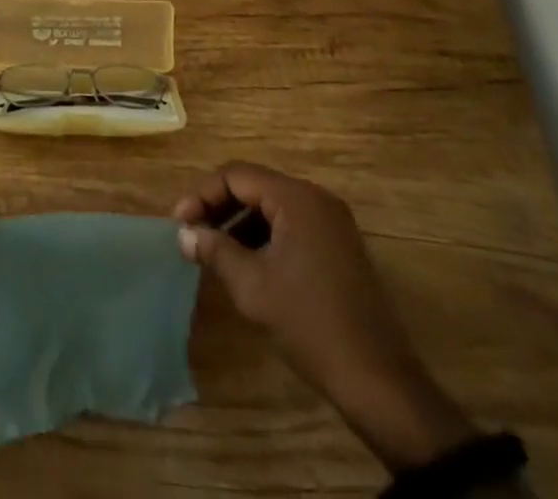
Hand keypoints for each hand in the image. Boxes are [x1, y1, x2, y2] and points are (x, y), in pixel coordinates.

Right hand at [175, 162, 475, 472]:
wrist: (378, 381)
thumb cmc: (310, 324)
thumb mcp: (252, 287)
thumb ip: (215, 250)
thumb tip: (184, 233)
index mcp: (297, 198)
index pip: (237, 175)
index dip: (203, 195)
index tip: (179, 224)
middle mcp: (316, 199)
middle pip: (255, 186)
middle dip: (220, 208)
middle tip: (192, 236)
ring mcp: (332, 223)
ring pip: (272, 208)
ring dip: (240, 224)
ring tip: (214, 253)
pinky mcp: (339, 247)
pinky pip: (291, 226)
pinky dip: (264, 238)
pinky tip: (247, 266)